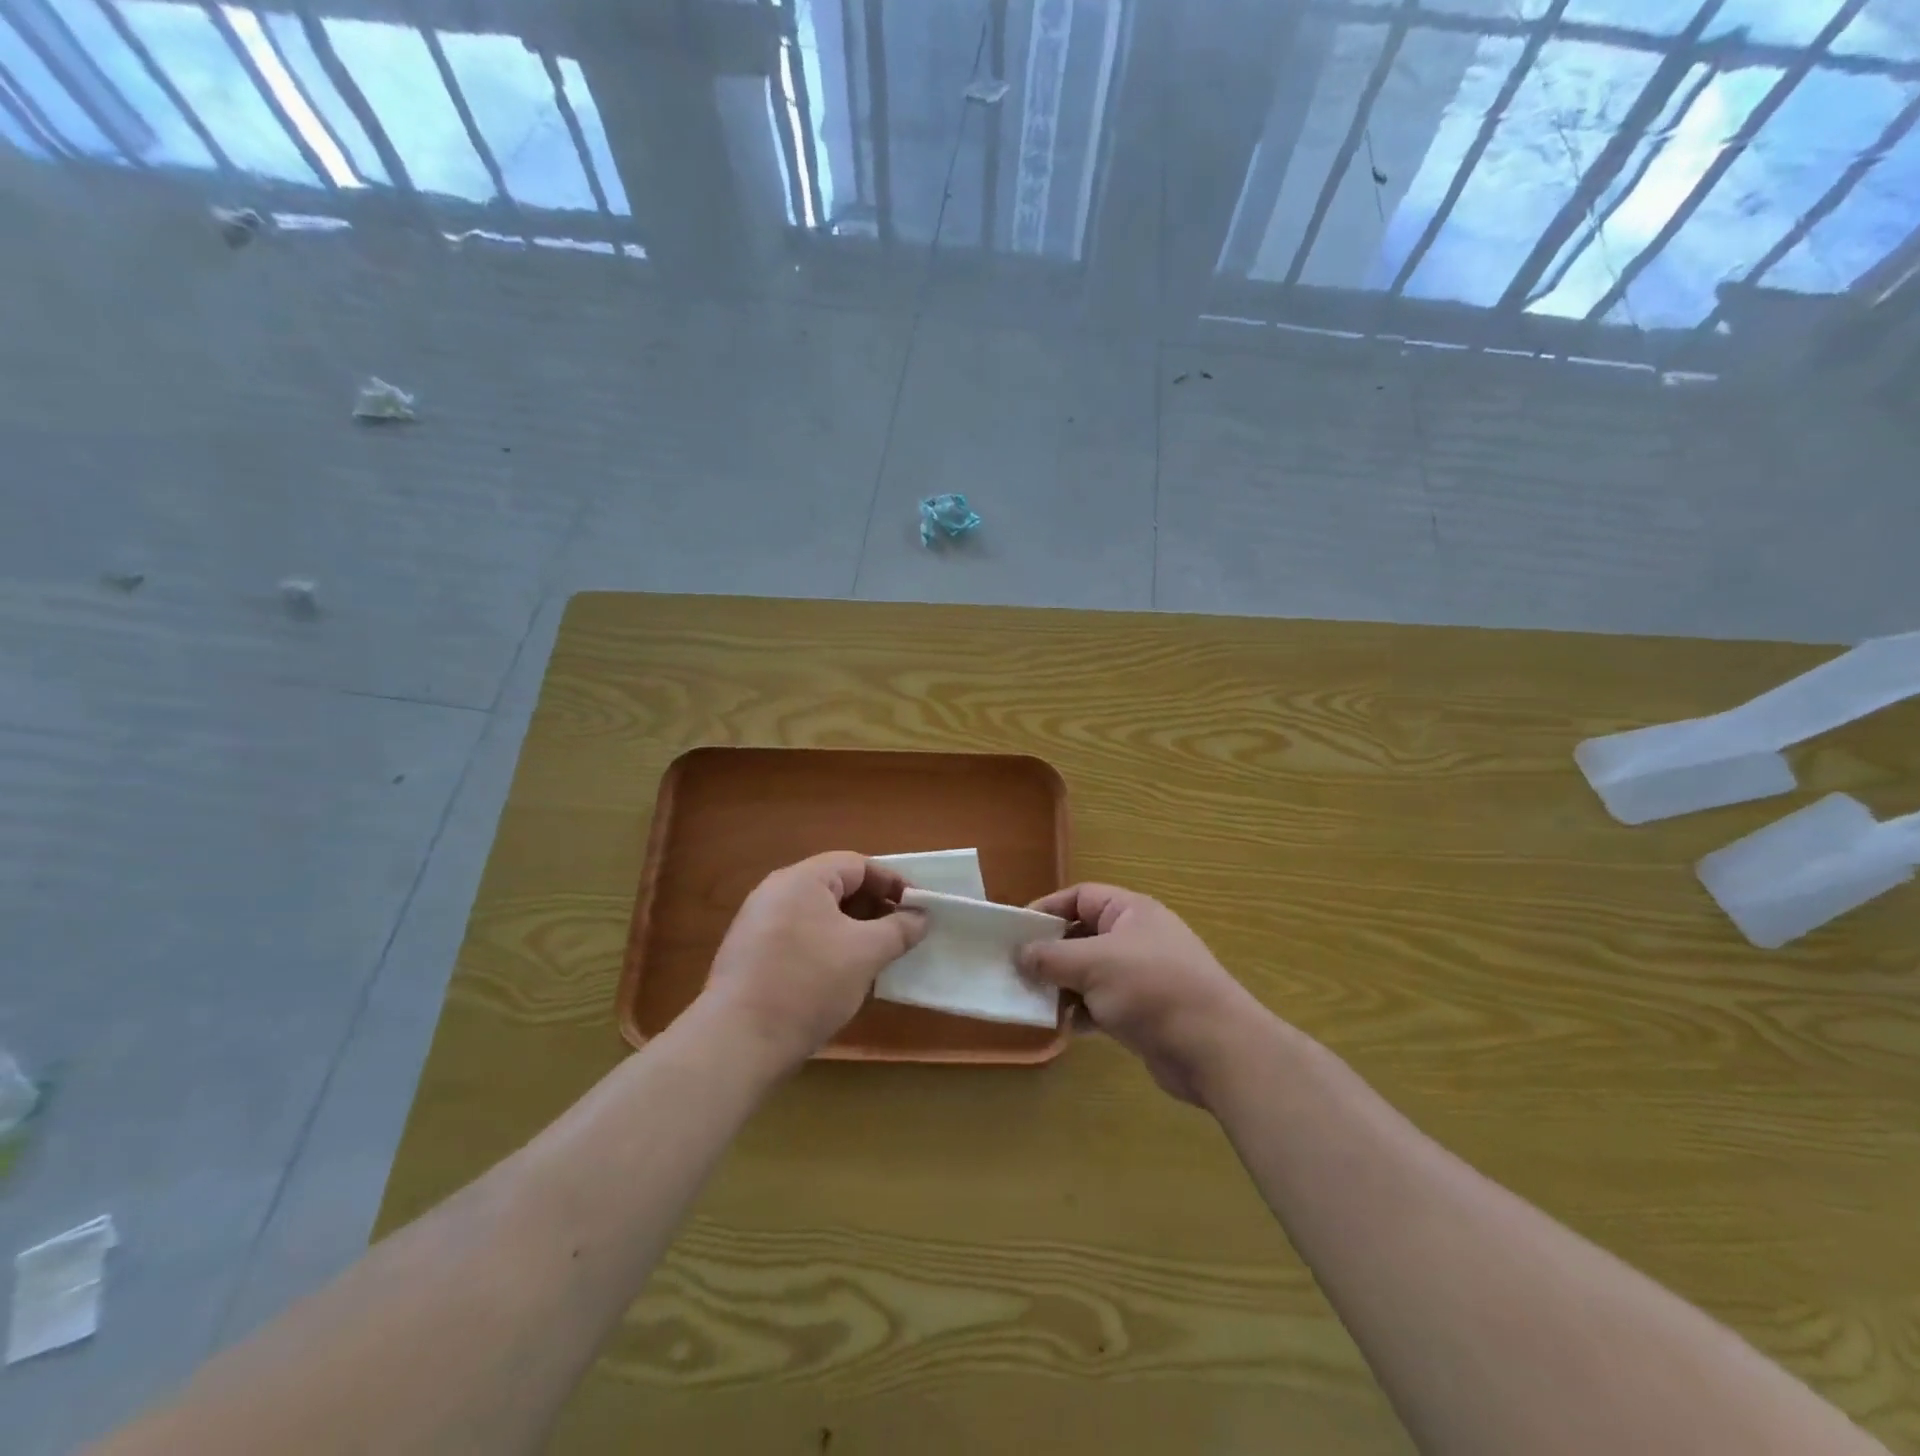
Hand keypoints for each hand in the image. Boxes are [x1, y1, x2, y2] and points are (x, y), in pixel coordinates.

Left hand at [702, 852, 926, 1074]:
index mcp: (802, 879)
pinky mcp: (752, 954)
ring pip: (820, 914)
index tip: (919, 908)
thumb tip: (921, 917)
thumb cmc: (808, 983)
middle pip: (837, 886)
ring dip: (854, 930)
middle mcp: (777, 892)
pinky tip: (843, 977)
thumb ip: (899, 929)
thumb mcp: (865, 953)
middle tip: (902, 934)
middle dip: (874, 907)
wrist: (738, 1041)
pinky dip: (828, 947)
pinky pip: (801, 936)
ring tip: (878, 957)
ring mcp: (760, 923)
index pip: (858, 864)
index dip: (893, 883)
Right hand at [1019, 884, 1259, 1105]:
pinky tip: (1060, 1026)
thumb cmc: (1152, 989)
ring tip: (1031, 1000)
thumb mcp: (1093, 964)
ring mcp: (1140, 977)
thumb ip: (1051, 957)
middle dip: (1050, 953)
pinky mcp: (1141, 1012)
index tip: (1015, 930)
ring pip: (1089, 973)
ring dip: (1062, 986)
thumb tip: (1020, 954)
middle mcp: (1136, 938)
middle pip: (1081, 936)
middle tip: (1015, 969)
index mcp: (1130, 911)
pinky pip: (1100, 1004)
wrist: (1214, 1048)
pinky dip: (1081, 1012)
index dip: (1047, 909)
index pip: (1080, 897)